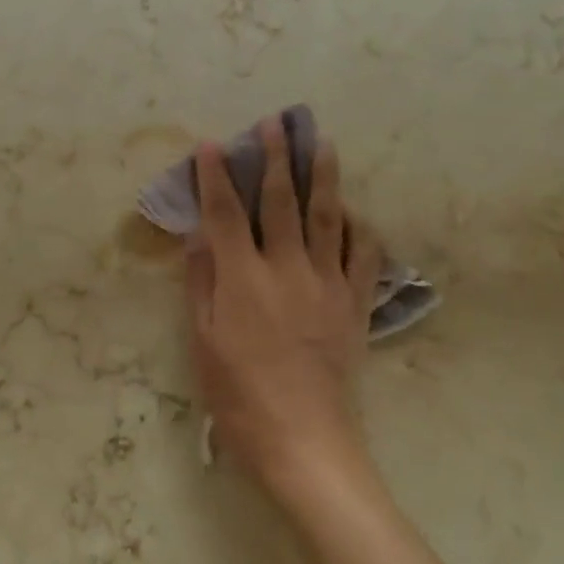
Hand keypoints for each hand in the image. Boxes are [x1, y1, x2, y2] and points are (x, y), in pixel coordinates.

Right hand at [184, 118, 381, 506]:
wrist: (304, 441)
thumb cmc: (238, 396)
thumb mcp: (202, 342)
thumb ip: (202, 282)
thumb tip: (199, 235)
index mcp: (243, 279)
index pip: (226, 213)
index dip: (215, 176)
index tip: (211, 145)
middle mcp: (287, 269)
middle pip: (281, 201)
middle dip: (275, 158)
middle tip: (276, 122)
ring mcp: (327, 284)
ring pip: (327, 217)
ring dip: (323, 176)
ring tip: (322, 143)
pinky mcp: (355, 304)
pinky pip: (363, 255)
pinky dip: (359, 227)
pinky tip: (354, 211)